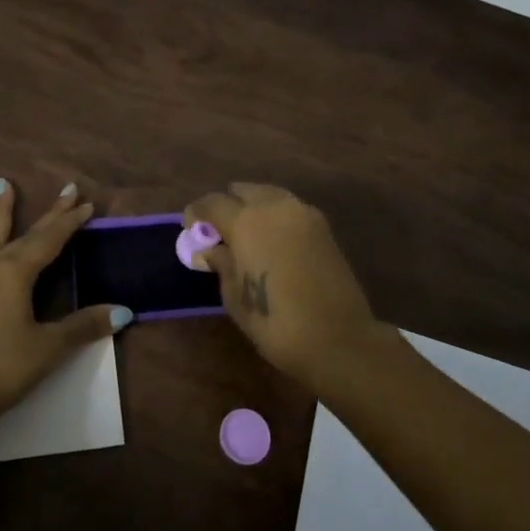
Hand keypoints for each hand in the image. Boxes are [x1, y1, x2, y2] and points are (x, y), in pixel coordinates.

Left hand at [0, 180, 131, 434]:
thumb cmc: (0, 370)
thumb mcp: (47, 349)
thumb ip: (83, 326)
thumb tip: (123, 310)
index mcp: (16, 274)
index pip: (50, 240)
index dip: (70, 222)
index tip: (86, 203)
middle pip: (25, 234)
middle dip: (49, 214)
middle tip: (66, 189)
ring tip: (2, 184)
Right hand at [183, 182, 378, 387]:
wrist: (339, 339)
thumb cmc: (276, 323)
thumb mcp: (235, 297)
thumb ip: (222, 264)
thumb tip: (209, 249)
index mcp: (246, 221)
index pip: (212, 203)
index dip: (197, 213)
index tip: (190, 228)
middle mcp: (274, 207)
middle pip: (243, 191)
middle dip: (228, 205)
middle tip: (219, 230)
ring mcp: (303, 214)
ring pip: (269, 195)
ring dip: (253, 206)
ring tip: (246, 233)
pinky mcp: (323, 227)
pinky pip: (290, 208)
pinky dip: (276, 215)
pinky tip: (272, 239)